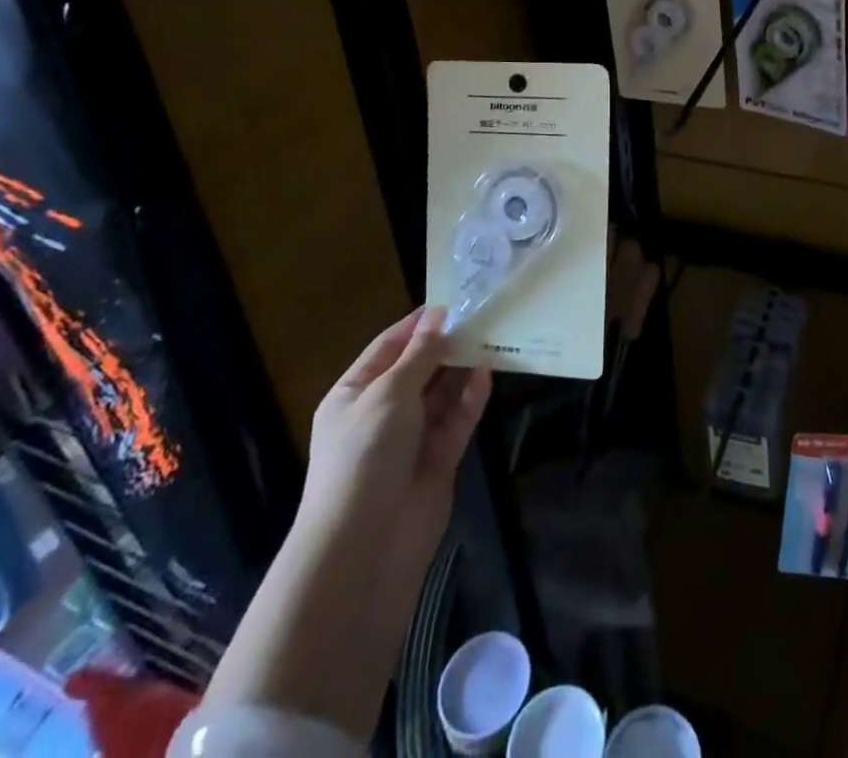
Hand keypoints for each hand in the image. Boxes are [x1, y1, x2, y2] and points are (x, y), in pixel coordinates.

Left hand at [303, 305, 491, 561]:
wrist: (365, 545)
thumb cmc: (365, 456)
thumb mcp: (388, 394)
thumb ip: (419, 355)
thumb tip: (438, 317)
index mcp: (355, 395)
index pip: (388, 347)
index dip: (417, 324)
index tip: (451, 301)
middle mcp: (382, 413)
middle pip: (419, 369)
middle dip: (446, 344)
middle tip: (482, 315)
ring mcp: (412, 438)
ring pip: (442, 393)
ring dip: (462, 368)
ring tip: (491, 337)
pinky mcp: (438, 458)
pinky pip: (457, 419)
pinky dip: (471, 398)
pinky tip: (488, 373)